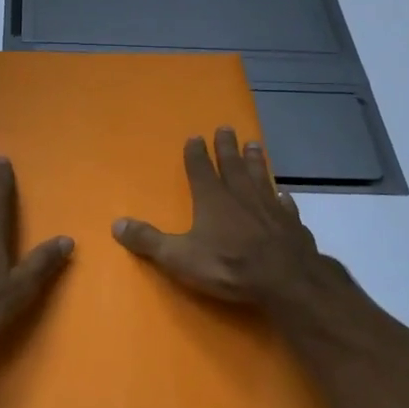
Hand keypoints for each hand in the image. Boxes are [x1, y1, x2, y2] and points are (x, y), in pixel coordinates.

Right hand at [113, 127, 342, 320]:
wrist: (286, 280)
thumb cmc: (229, 265)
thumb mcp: (179, 257)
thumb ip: (149, 240)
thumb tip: (116, 224)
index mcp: (212, 198)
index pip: (200, 169)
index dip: (196, 153)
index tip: (195, 136)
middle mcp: (241, 195)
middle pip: (232, 165)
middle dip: (227, 146)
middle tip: (226, 127)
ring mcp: (269, 207)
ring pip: (260, 177)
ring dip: (256, 161)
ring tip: (255, 145)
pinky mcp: (291, 224)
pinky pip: (285, 205)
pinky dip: (282, 197)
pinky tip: (283, 194)